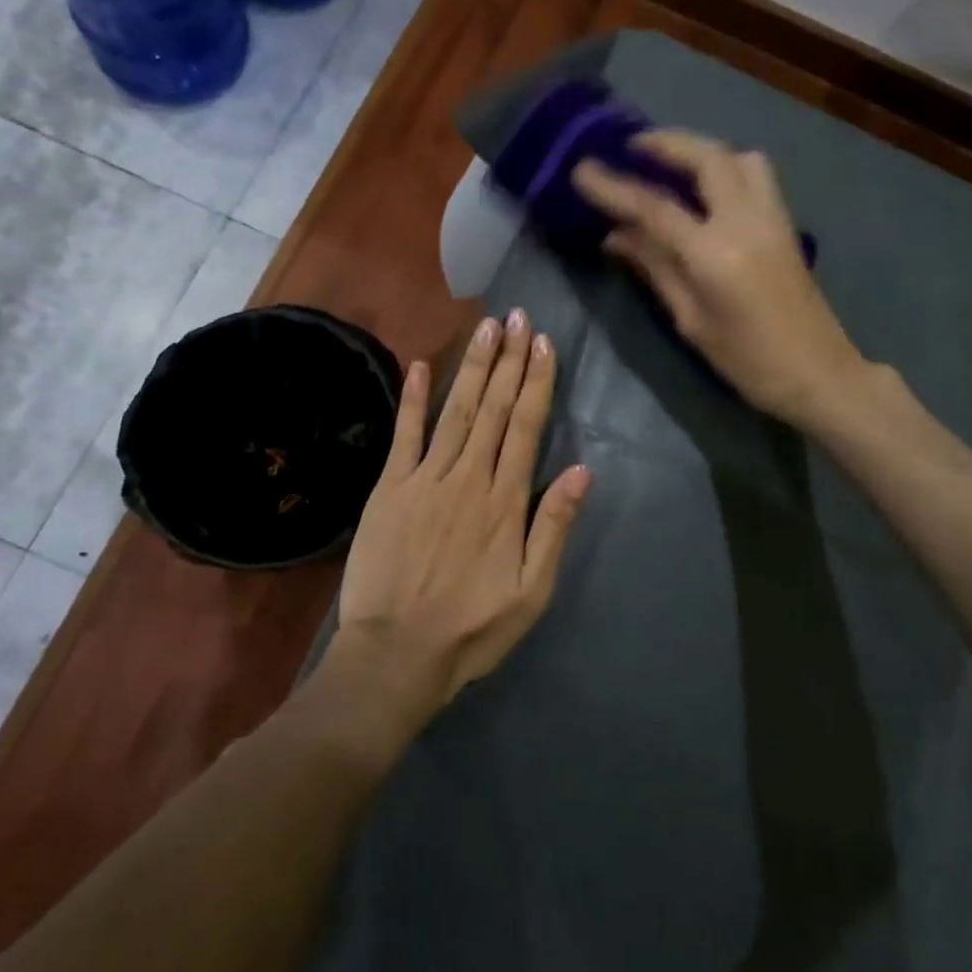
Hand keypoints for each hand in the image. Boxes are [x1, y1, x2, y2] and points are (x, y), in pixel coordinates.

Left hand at [333, 309, 591, 713]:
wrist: (397, 653)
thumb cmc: (472, 628)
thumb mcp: (531, 591)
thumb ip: (554, 528)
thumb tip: (581, 471)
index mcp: (505, 501)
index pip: (526, 427)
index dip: (537, 382)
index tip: (543, 343)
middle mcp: (469, 477)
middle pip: (494, 408)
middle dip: (508, 360)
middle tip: (517, 317)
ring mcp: (426, 479)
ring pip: (456, 411)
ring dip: (473, 367)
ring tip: (486, 328)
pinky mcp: (390, 488)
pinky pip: (404, 435)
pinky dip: (412, 399)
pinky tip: (417, 365)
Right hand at [573, 130, 865, 426]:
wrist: (818, 374)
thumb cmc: (746, 360)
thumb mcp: (691, 319)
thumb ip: (655, 268)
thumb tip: (615, 235)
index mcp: (715, 254)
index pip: (655, 207)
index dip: (614, 187)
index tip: (582, 170)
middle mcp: (746, 222)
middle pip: (707, 158)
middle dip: (667, 143)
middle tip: (632, 145)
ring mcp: (772, 218)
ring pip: (740, 158)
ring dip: (702, 150)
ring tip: (671, 162)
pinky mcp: (785, 225)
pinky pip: (755, 176)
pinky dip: (726, 166)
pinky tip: (705, 187)